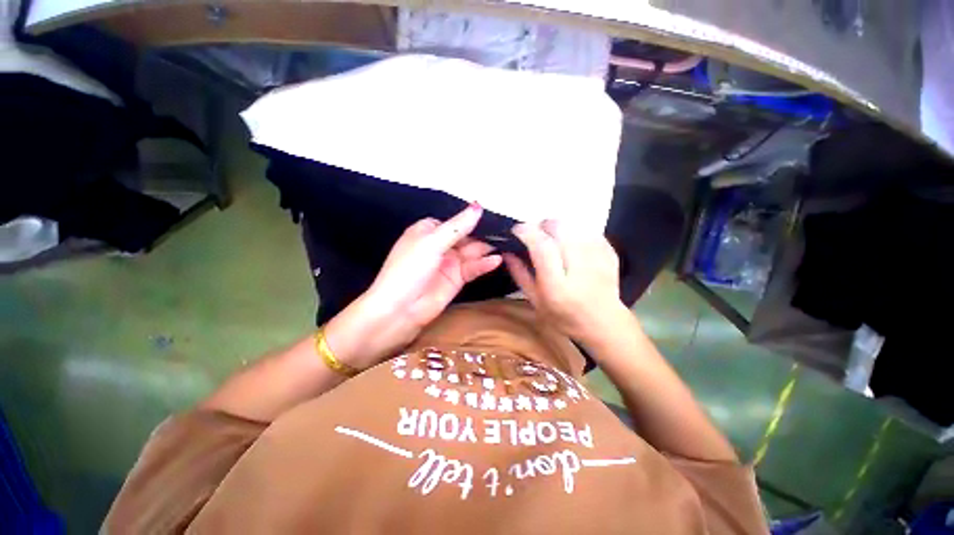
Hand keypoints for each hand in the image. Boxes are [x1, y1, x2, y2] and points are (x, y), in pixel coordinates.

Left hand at [326, 204, 501, 368]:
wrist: (400, 310)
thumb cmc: (409, 269)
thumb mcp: (432, 242)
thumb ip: (458, 226)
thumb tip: (478, 206)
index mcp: (428, 231)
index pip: (454, 221)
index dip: (471, 218)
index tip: (493, 214)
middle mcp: (440, 245)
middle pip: (466, 236)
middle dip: (483, 234)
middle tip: (506, 231)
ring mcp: (449, 263)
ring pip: (472, 252)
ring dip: (486, 249)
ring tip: (506, 244)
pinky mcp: (457, 279)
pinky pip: (473, 268)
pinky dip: (484, 264)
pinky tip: (496, 261)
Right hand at [504, 220, 630, 344]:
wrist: (604, 323)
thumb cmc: (563, 317)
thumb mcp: (535, 300)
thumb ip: (519, 274)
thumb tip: (506, 250)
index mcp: (557, 286)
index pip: (542, 246)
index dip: (527, 232)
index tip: (517, 230)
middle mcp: (579, 270)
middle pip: (559, 229)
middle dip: (543, 226)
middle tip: (536, 235)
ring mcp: (598, 259)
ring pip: (573, 225)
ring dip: (558, 228)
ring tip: (553, 240)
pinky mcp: (610, 253)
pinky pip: (587, 230)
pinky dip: (574, 232)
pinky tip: (571, 245)